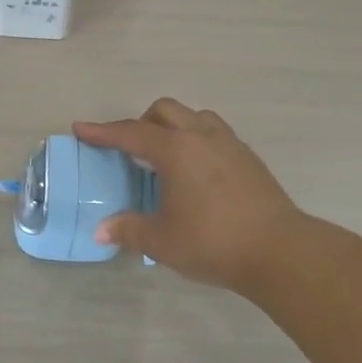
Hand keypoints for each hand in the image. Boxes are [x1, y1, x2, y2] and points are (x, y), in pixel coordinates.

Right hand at [74, 99, 310, 295]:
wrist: (280, 251)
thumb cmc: (213, 242)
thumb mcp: (161, 241)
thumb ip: (128, 230)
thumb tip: (102, 230)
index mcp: (176, 150)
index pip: (131, 133)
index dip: (102, 132)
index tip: (81, 128)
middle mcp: (202, 137)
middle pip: (165, 111)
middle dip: (140, 122)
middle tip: (128, 150)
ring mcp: (230, 145)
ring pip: (195, 117)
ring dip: (173, 127)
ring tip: (164, 156)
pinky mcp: (249, 159)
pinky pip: (214, 134)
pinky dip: (196, 141)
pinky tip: (195, 172)